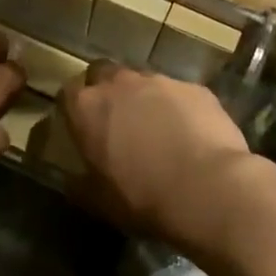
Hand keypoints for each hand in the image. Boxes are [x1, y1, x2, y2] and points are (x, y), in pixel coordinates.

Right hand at [59, 62, 257, 251]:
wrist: (207, 189)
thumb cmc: (142, 197)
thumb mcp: (99, 201)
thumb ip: (80, 184)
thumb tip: (73, 181)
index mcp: (87, 107)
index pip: (68, 94)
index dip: (74, 110)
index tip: (82, 129)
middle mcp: (120, 83)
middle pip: (104, 74)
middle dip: (108, 91)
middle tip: (117, 122)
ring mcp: (161, 81)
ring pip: (144, 82)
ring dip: (145, 99)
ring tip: (159, 130)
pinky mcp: (196, 89)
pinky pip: (180, 94)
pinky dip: (180, 108)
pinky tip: (191, 135)